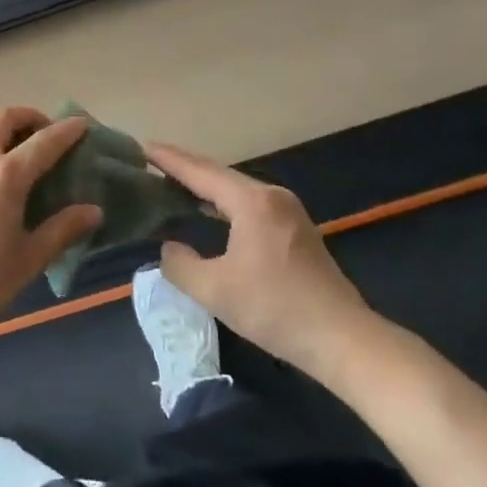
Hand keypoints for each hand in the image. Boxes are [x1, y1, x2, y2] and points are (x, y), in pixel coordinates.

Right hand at [147, 141, 379, 387]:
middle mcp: (271, 196)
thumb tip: (169, 248)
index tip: (142, 146)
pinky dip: (223, 200)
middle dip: (185, 167)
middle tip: (152, 161)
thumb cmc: (275, 308)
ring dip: (205, 184)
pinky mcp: (296, 230)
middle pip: (219, 174)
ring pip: (236, 188)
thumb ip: (180, 265)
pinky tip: (210, 210)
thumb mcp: (214, 290)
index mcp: (251, 201)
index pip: (200, 172)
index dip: (169, 160)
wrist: (343, 340)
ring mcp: (288, 211)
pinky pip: (249, 202)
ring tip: (173, 183)